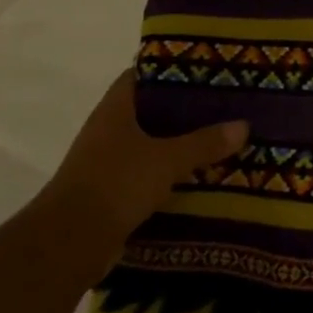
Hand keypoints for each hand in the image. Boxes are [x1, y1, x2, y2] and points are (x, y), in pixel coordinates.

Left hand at [39, 70, 247, 281]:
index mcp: (115, 109)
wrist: (69, 243)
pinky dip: (171, 173)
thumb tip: (243, 125)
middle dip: (185, 108)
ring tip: (221, 139)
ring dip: (180, 144)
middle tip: (224, 104)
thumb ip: (204, 142)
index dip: (170, 68)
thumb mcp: (167, 159)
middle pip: (151, 110)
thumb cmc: (115, 184)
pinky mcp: (113, 192)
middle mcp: (108, 130)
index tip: (205, 68)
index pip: (141, 75)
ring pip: (151, 144)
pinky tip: (201, 176)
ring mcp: (108, 162)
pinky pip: (149, 173)